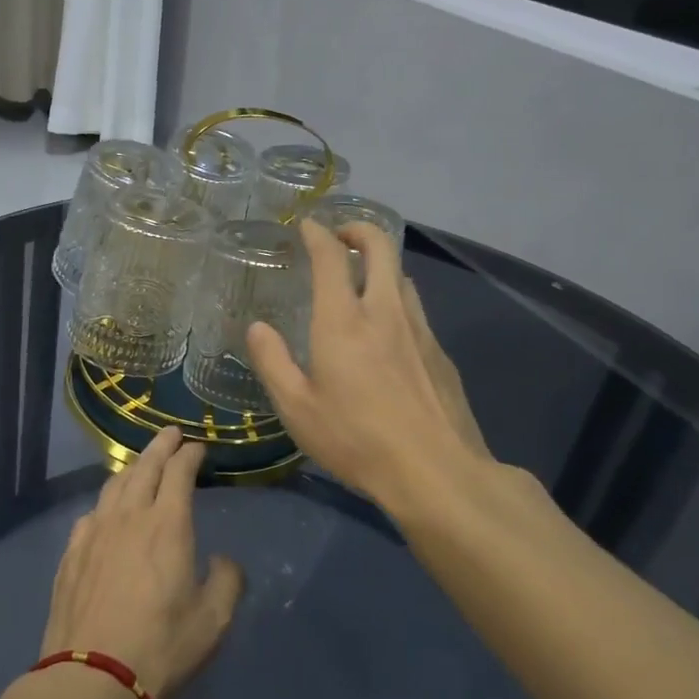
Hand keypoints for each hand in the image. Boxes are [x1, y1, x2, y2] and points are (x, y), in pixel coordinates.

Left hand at [40, 429, 244, 698]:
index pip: (179, 472)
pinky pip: (90, 514)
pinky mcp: (71, 554)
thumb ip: (227, 581)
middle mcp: (129, 517)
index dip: (189, 455)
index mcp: (167, 525)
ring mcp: (94, 533)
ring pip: (113, 486)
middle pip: (144, 467)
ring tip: (141, 465)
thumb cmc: (160, 648)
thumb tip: (223, 560)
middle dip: (160, 447)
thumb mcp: (213, 621)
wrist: (91, 679)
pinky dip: (105, 502)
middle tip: (170, 434)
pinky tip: (106, 511)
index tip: (197, 447)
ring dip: (132, 468)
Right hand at [246, 219, 510, 514]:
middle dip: (358, 230)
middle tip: (340, 237)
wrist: (436, 471)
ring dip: (380, 264)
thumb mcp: (296, 408)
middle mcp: (384, 311)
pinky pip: (415, 308)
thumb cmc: (356, 439)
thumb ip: (272, 362)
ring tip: (363, 279)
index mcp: (343, 320)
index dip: (318, 234)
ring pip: (402, 276)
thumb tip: (258, 328)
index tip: (308, 226)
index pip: (332, 257)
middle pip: (381, 247)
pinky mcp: (440, 353)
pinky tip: (388, 330)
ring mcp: (419, 330)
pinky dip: (397, 299)